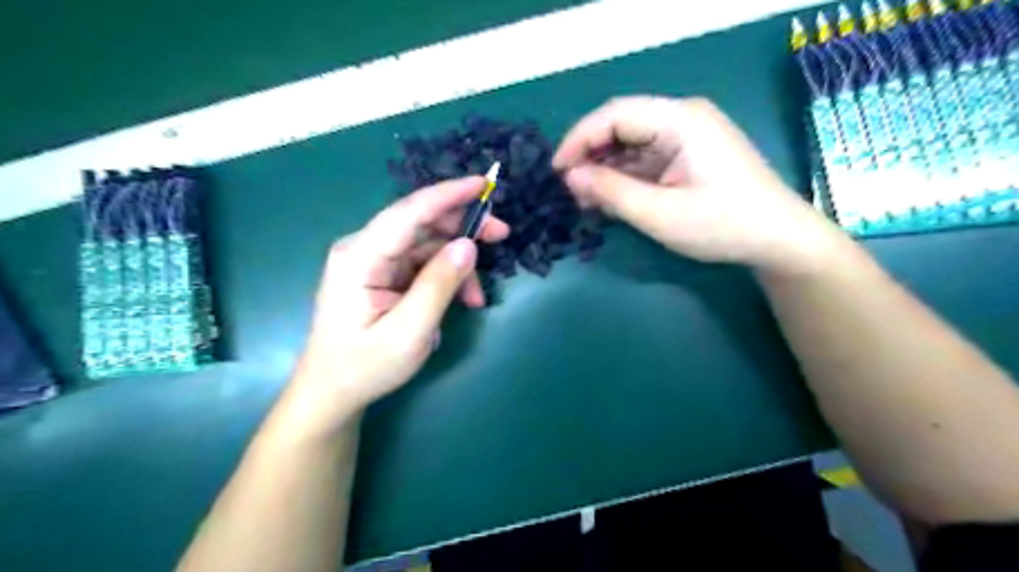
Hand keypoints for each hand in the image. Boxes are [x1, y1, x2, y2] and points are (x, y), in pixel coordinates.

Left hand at [279, 174, 505, 431]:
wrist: (333, 391)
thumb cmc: (365, 366)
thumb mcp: (409, 332)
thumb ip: (439, 285)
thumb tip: (468, 245)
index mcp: (360, 257)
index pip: (409, 212)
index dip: (448, 194)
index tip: (484, 183)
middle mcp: (364, 249)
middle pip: (421, 222)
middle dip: (463, 226)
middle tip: (502, 233)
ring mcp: (373, 260)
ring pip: (427, 244)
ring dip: (458, 262)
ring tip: (479, 295)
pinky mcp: (383, 273)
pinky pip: (422, 263)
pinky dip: (447, 277)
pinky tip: (462, 299)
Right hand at [553, 96, 849, 274]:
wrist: (778, 240)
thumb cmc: (723, 225)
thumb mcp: (660, 214)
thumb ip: (612, 192)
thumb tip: (570, 177)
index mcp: (680, 120)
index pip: (615, 115)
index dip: (579, 139)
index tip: (556, 171)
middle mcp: (682, 118)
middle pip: (622, 126)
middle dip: (591, 155)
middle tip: (568, 188)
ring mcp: (687, 137)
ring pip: (631, 144)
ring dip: (606, 169)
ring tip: (585, 199)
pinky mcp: (688, 156)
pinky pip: (646, 159)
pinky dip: (624, 177)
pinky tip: (609, 198)